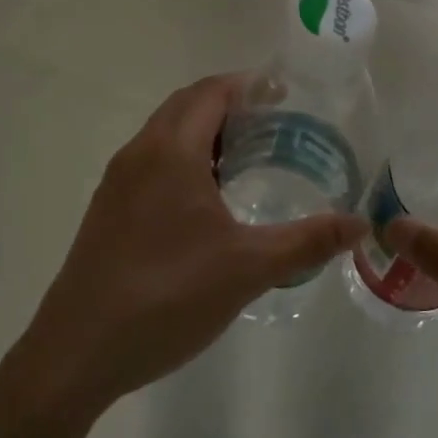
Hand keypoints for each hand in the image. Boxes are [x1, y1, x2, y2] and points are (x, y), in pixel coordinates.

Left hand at [0, 74, 365, 427]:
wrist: (77, 352)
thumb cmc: (167, 296)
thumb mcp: (248, 268)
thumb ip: (307, 241)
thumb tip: (360, 224)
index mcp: (171, 151)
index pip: (211, 92)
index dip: (249, 85)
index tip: (286, 95)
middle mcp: (139, 154)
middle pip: (187, 105)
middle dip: (230, 105)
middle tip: (275, 125)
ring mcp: (117, 183)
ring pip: (165, 135)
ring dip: (204, 133)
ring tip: (248, 159)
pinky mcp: (108, 211)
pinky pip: (151, 163)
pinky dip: (184, 160)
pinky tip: (207, 202)